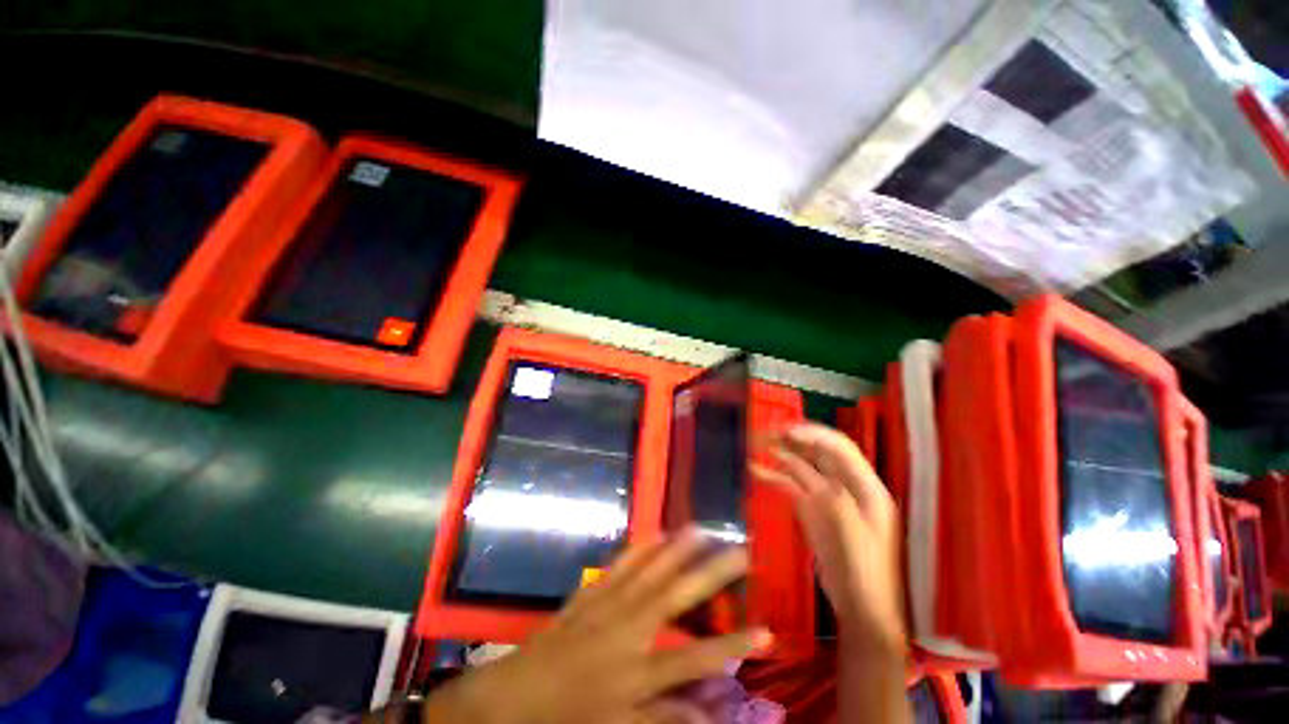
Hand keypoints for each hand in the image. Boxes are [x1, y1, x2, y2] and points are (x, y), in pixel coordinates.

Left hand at [424, 532, 770, 723]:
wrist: (515, 694)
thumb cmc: (569, 718)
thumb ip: (665, 719)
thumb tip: (710, 717)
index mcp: (637, 671)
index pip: (696, 660)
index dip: (733, 647)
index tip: (767, 631)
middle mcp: (629, 629)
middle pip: (678, 597)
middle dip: (713, 574)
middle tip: (740, 551)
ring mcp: (609, 604)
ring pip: (651, 569)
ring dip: (678, 548)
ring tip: (701, 528)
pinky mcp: (593, 592)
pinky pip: (621, 565)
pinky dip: (641, 547)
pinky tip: (655, 533)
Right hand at [754, 423, 906, 656]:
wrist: (861, 609)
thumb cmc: (862, 570)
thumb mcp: (850, 531)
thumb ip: (829, 496)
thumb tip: (802, 470)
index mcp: (866, 487)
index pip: (840, 447)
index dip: (813, 434)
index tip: (785, 431)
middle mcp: (847, 486)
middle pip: (820, 453)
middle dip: (794, 439)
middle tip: (765, 432)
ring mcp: (828, 498)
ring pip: (803, 467)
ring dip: (781, 454)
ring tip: (756, 444)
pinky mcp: (813, 510)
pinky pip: (793, 486)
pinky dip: (775, 477)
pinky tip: (756, 471)